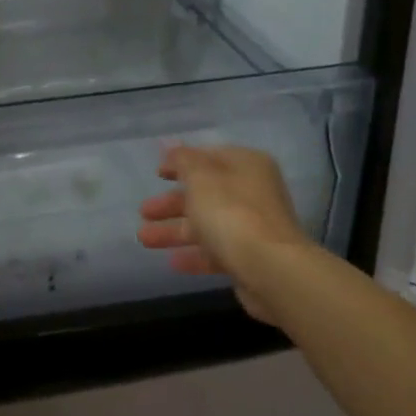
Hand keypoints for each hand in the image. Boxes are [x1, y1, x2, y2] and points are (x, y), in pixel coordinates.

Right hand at [137, 144, 311, 323]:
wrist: (271, 269)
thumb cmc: (231, 213)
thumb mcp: (200, 178)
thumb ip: (182, 160)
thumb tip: (170, 146)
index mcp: (246, 165)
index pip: (208, 157)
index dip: (180, 163)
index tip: (156, 174)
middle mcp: (252, 192)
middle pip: (205, 193)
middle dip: (171, 203)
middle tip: (143, 212)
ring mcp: (253, 226)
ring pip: (207, 223)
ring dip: (174, 230)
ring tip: (143, 239)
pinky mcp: (251, 257)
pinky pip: (216, 250)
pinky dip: (194, 253)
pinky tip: (172, 262)